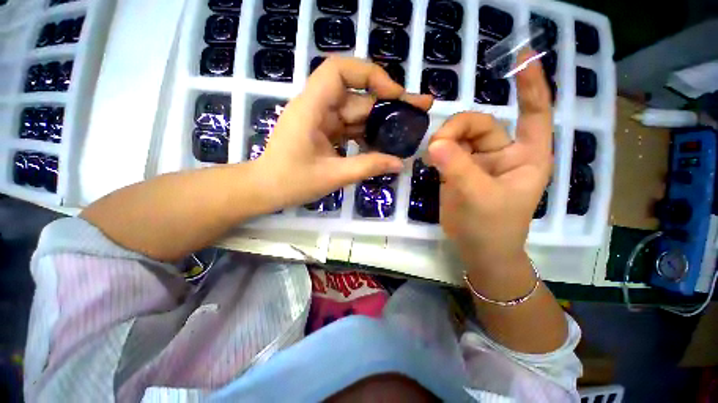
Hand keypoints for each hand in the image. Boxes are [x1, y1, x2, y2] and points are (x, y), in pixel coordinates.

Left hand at [256, 57, 432, 209]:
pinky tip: (384, 144)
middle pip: (357, 96)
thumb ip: (367, 167)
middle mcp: (317, 108)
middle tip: (420, 109)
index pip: (339, 70)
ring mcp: (322, 120)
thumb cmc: (291, 182)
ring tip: (408, 130)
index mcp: (311, 109)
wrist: (266, 190)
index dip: (370, 74)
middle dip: (388, 103)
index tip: (394, 94)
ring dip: (381, 122)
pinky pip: (351, 128)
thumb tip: (399, 163)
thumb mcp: (332, 176)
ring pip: (357, 113)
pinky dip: (368, 135)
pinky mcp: (325, 132)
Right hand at [427, 51, 551, 268]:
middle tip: (438, 144)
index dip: (530, 85)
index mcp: (526, 156)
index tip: (521, 57)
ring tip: (433, 154)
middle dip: (458, 128)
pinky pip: (447, 150)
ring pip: (459, 136)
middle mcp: (503, 153)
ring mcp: (478, 161)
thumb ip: (458, 168)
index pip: (535, 112)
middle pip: (481, 124)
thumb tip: (436, 143)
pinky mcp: (458, 170)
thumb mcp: (478, 196)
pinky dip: (437, 150)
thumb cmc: (492, 227)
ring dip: (445, 140)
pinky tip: (430, 156)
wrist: (476, 248)